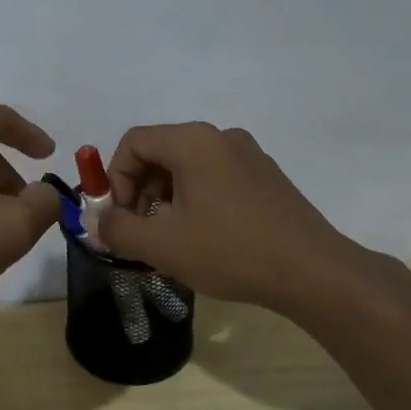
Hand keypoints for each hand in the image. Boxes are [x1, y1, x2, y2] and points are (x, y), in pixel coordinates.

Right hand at [96, 122, 398, 310]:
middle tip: (139, 231)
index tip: (119, 218)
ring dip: (166, 197)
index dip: (114, 178)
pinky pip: (215, 176)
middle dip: (139, 190)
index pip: (133, 142)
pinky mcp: (266, 176)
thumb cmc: (231, 251)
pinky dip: (195, 198)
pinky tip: (204, 237)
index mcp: (193, 141)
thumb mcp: (163, 245)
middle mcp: (220, 137)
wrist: (314, 272)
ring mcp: (248, 154)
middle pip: (160, 151)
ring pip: (187, 166)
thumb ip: (118, 229)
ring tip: (170, 239)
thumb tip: (96, 221)